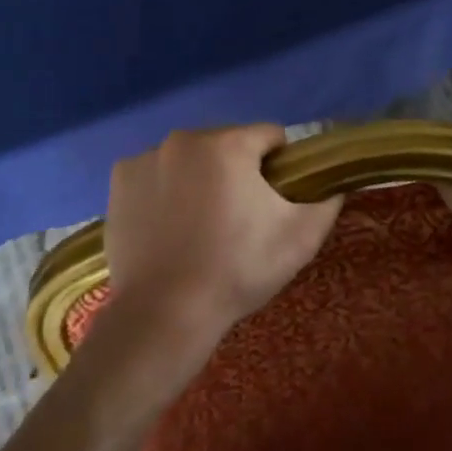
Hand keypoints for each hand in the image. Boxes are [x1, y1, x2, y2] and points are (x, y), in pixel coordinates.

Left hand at [102, 125, 342, 354]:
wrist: (165, 313)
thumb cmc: (238, 270)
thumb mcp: (301, 238)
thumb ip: (327, 199)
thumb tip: (332, 182)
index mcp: (228, 144)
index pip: (269, 137)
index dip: (280, 167)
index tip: (274, 202)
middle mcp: (183, 138)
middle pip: (226, 145)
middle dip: (237, 171)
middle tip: (237, 220)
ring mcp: (145, 157)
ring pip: (189, 159)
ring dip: (200, 178)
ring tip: (200, 228)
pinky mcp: (119, 180)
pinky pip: (155, 174)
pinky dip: (165, 190)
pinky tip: (168, 227)